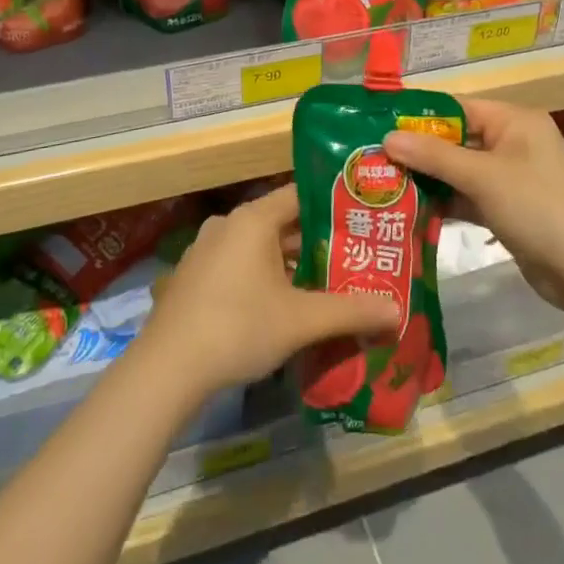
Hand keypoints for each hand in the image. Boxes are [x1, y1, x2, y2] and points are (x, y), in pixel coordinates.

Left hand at [138, 185, 398, 397]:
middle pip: (281, 223)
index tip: (361, 219)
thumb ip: (350, 311)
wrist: (166, 368)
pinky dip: (262, 278)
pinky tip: (280, 307)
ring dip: (289, 264)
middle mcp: (228, 224)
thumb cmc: (238, 327)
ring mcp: (206, 250)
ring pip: (259, 247)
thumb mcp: (301, 320)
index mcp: (253, 218)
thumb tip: (397, 311)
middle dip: (316, 242)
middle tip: (352, 258)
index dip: (333, 205)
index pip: (301, 195)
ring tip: (323, 284)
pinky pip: (238, 266)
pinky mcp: (193, 277)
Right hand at [384, 97, 563, 312]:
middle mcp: (513, 142)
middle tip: (375, 158)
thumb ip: (434, 155)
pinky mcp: (509, 209)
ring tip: (385, 184)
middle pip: (457, 139)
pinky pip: (469, 196)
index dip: (420, 116)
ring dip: (429, 178)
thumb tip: (387, 137)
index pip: (458, 107)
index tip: (380, 125)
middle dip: (419, 150)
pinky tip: (412, 210)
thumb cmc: (537, 207)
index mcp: (514, 121)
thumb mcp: (482, 176)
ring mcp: (512, 178)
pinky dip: (446, 202)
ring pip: (460, 170)